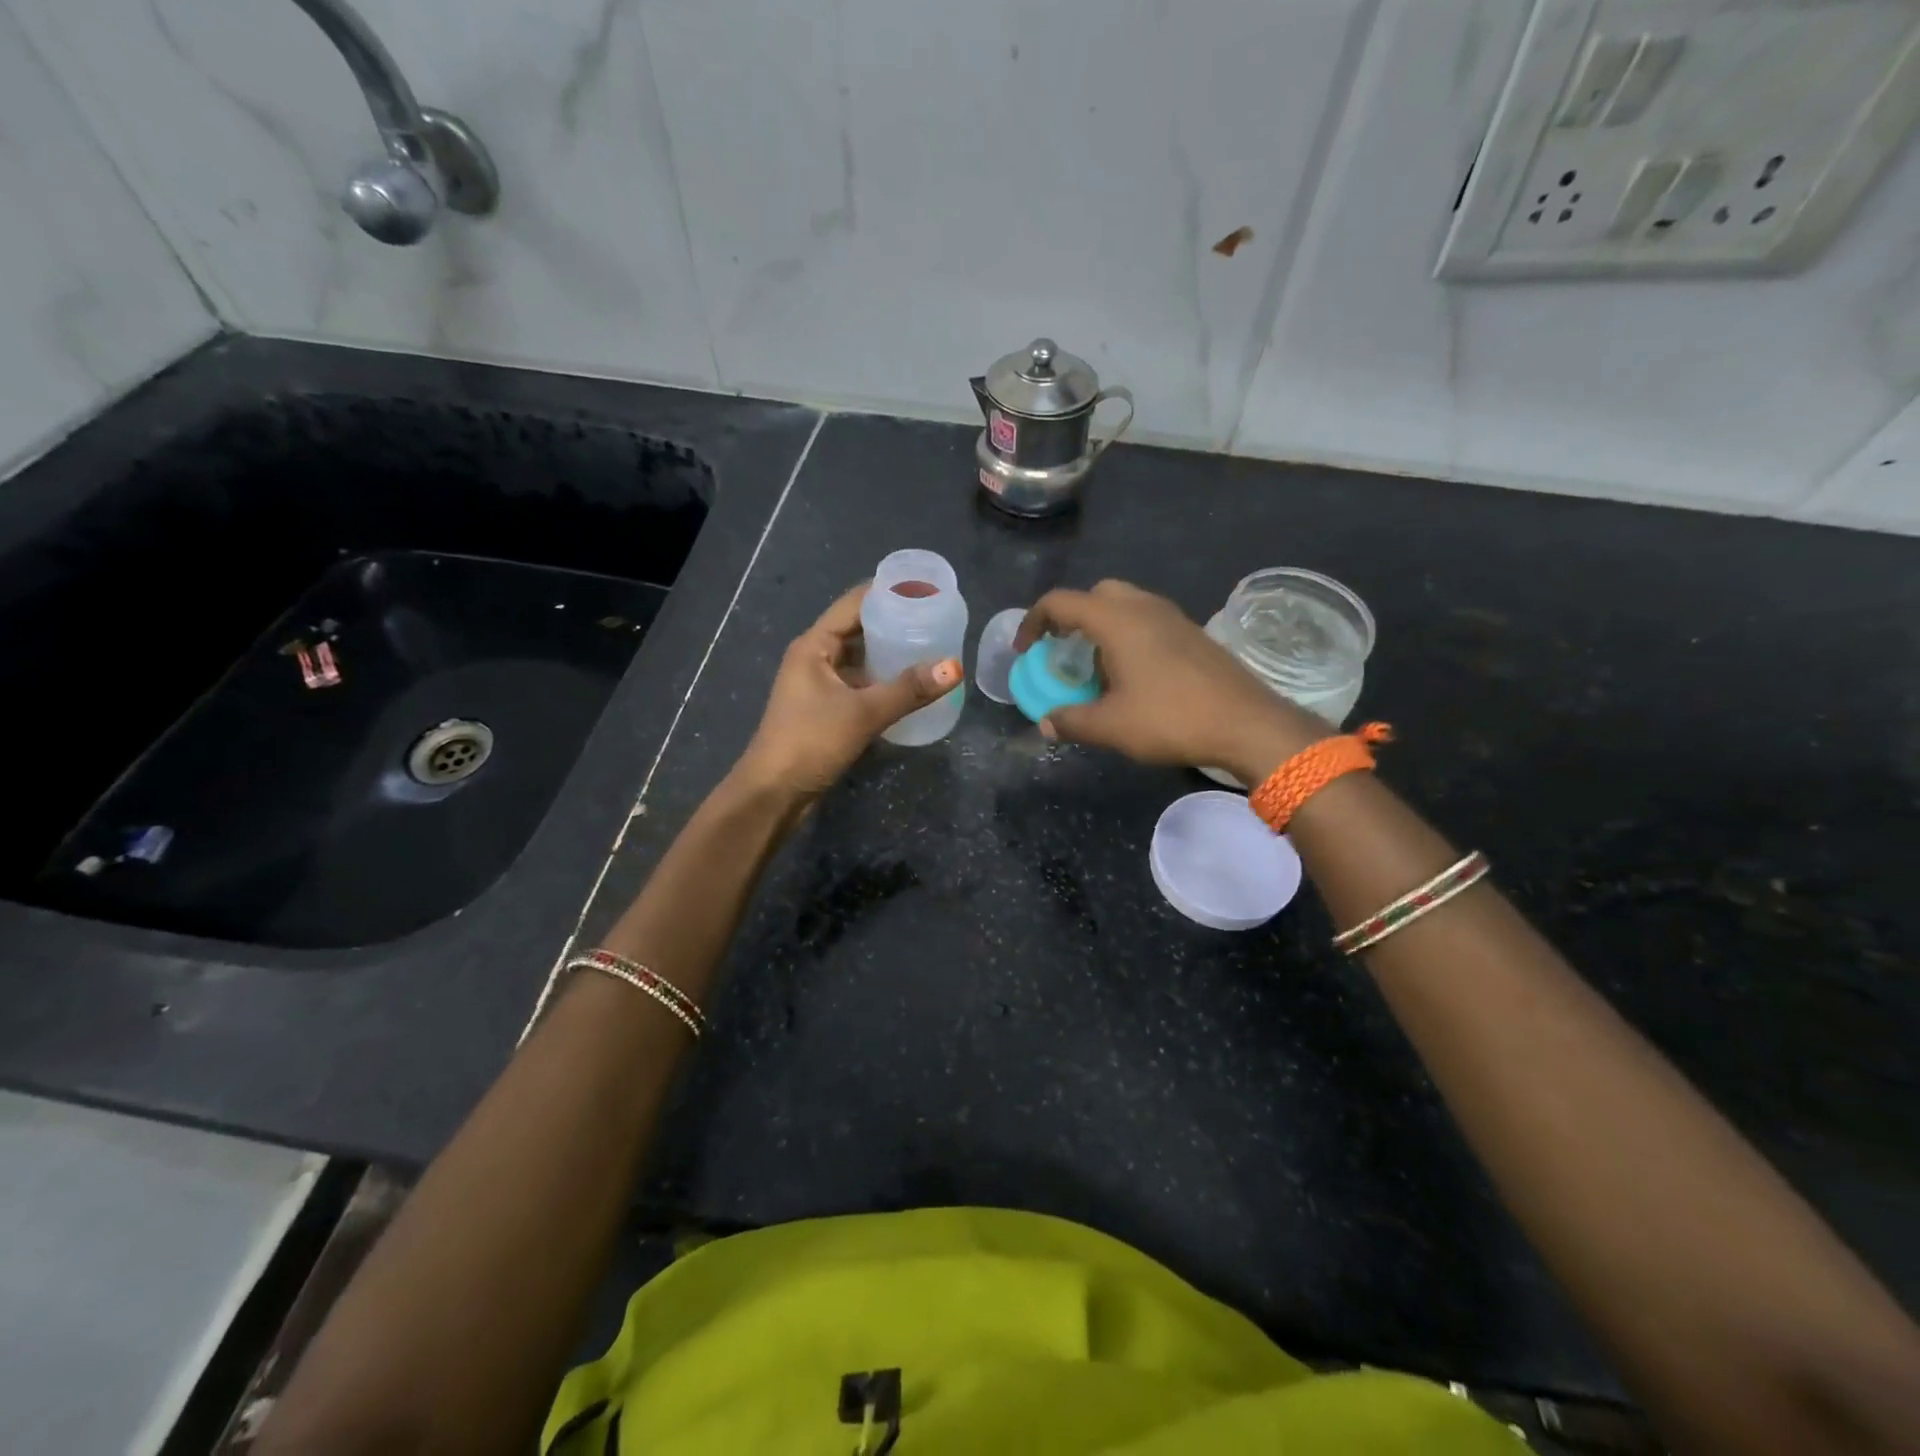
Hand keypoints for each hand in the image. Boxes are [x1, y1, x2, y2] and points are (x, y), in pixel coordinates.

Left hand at [737, 584, 960, 798]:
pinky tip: (911, 686)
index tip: (925, 590)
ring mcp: (819, 686)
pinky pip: (860, 685)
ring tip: (930, 649)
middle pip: (858, 629)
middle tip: (936, 621)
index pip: (854, 604)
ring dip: (889, 655)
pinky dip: (883, 682)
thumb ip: (909, 690)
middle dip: (894, 624)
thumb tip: (955, 667)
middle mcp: (814, 659)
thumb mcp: (863, 713)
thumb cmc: (810, 742)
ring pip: (860, 660)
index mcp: (814, 646)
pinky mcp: (826, 711)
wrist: (774, 794)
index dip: (888, 593)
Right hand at [1016, 580, 1323, 782]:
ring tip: (1096, 669)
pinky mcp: (1193, 633)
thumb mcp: (1111, 726)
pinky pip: (1148, 621)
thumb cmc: (1171, 718)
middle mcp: (1143, 607)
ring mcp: (1173, 617)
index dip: (1033, 622)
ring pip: (1125, 606)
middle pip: (1096, 595)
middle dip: (1071, 618)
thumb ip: (1071, 721)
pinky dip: (1128, 636)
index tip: (1026, 651)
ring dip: (1102, 628)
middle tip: (1063, 652)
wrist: (1247, 723)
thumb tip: (1046, 724)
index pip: (1060, 602)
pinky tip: (1133, 676)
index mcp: (1116, 620)